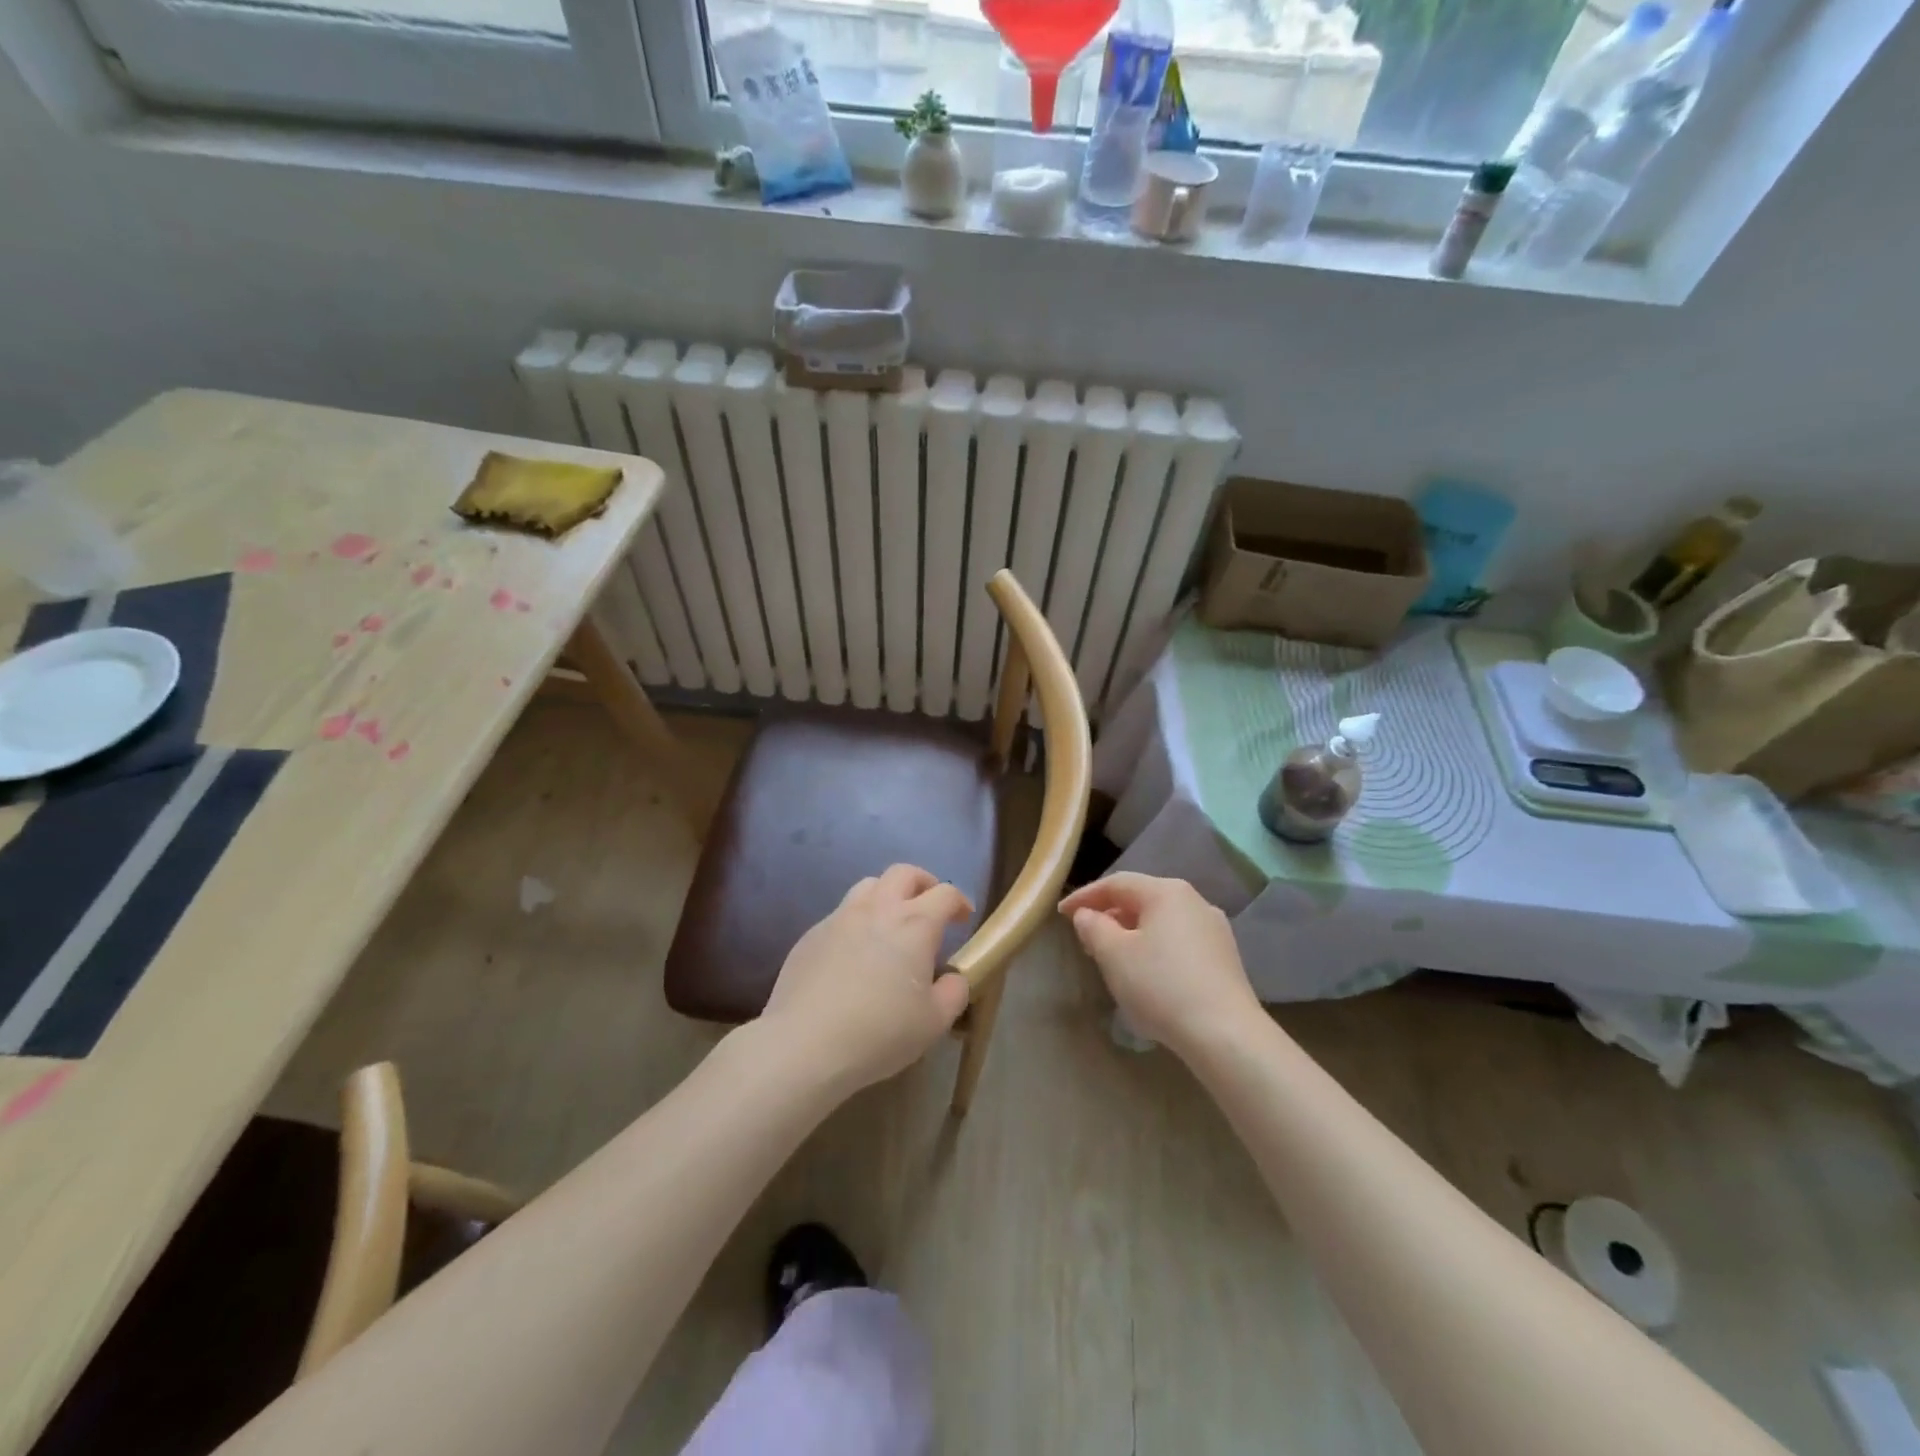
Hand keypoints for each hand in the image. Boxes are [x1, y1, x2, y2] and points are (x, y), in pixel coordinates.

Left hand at [762, 864, 973, 1093]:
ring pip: (867, 886)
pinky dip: (856, 922)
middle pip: (903, 873)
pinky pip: (840, 915)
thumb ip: (954, 992)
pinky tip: (854, 954)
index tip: (963, 917)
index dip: (959, 901)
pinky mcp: (811, 935)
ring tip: (891, 922)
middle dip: (923, 883)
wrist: (805, 1044)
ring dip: (886, 895)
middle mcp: (878, 908)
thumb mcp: (934, 1022)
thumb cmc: (880, 1032)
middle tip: (929, 905)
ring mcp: (839, 918)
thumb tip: (954, 977)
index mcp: (915, 924)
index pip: (945, 894)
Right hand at [1059, 873, 1259, 1057]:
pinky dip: (1155, 948)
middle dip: (1109, 915)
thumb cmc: (1161, 986)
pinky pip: (1179, 942)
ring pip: (1161, 921)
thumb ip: (1094, 927)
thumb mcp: (1114, 955)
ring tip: (1112, 957)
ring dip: (1132, 933)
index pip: (1116, 884)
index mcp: (1166, 892)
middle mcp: (1194, 901)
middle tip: (1085, 937)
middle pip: (1142, 900)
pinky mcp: (1224, 958)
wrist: (1225, 1034)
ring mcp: (1214, 929)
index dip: (1085, 896)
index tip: (1061, 913)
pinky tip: (1146, 973)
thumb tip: (1088, 915)